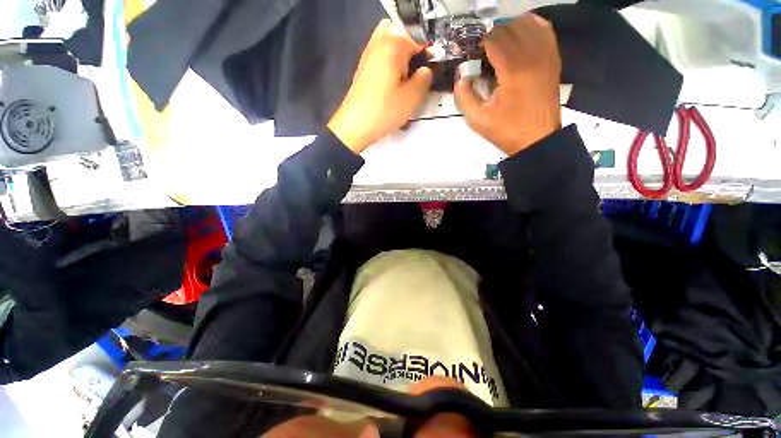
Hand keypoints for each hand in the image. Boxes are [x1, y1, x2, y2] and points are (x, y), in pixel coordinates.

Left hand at [328, 19, 432, 153]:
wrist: (355, 125)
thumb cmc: (384, 111)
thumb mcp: (412, 98)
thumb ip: (425, 78)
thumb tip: (427, 69)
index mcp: (394, 44)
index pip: (421, 36)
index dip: (431, 51)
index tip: (433, 69)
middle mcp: (380, 41)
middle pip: (404, 32)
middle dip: (415, 47)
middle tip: (418, 69)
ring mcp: (369, 52)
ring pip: (392, 41)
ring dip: (403, 53)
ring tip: (407, 75)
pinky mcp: (364, 66)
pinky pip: (382, 52)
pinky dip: (391, 60)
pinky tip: (394, 80)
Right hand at [455, 14, 561, 156]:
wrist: (537, 139)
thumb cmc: (507, 131)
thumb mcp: (478, 120)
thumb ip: (465, 97)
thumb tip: (461, 78)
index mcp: (512, 71)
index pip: (495, 39)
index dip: (481, 43)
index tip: (474, 54)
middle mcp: (532, 56)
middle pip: (511, 27)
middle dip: (494, 35)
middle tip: (484, 51)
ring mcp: (546, 56)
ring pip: (529, 23)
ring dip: (511, 29)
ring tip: (501, 44)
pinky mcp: (554, 59)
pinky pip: (545, 31)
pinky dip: (531, 27)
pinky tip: (520, 38)